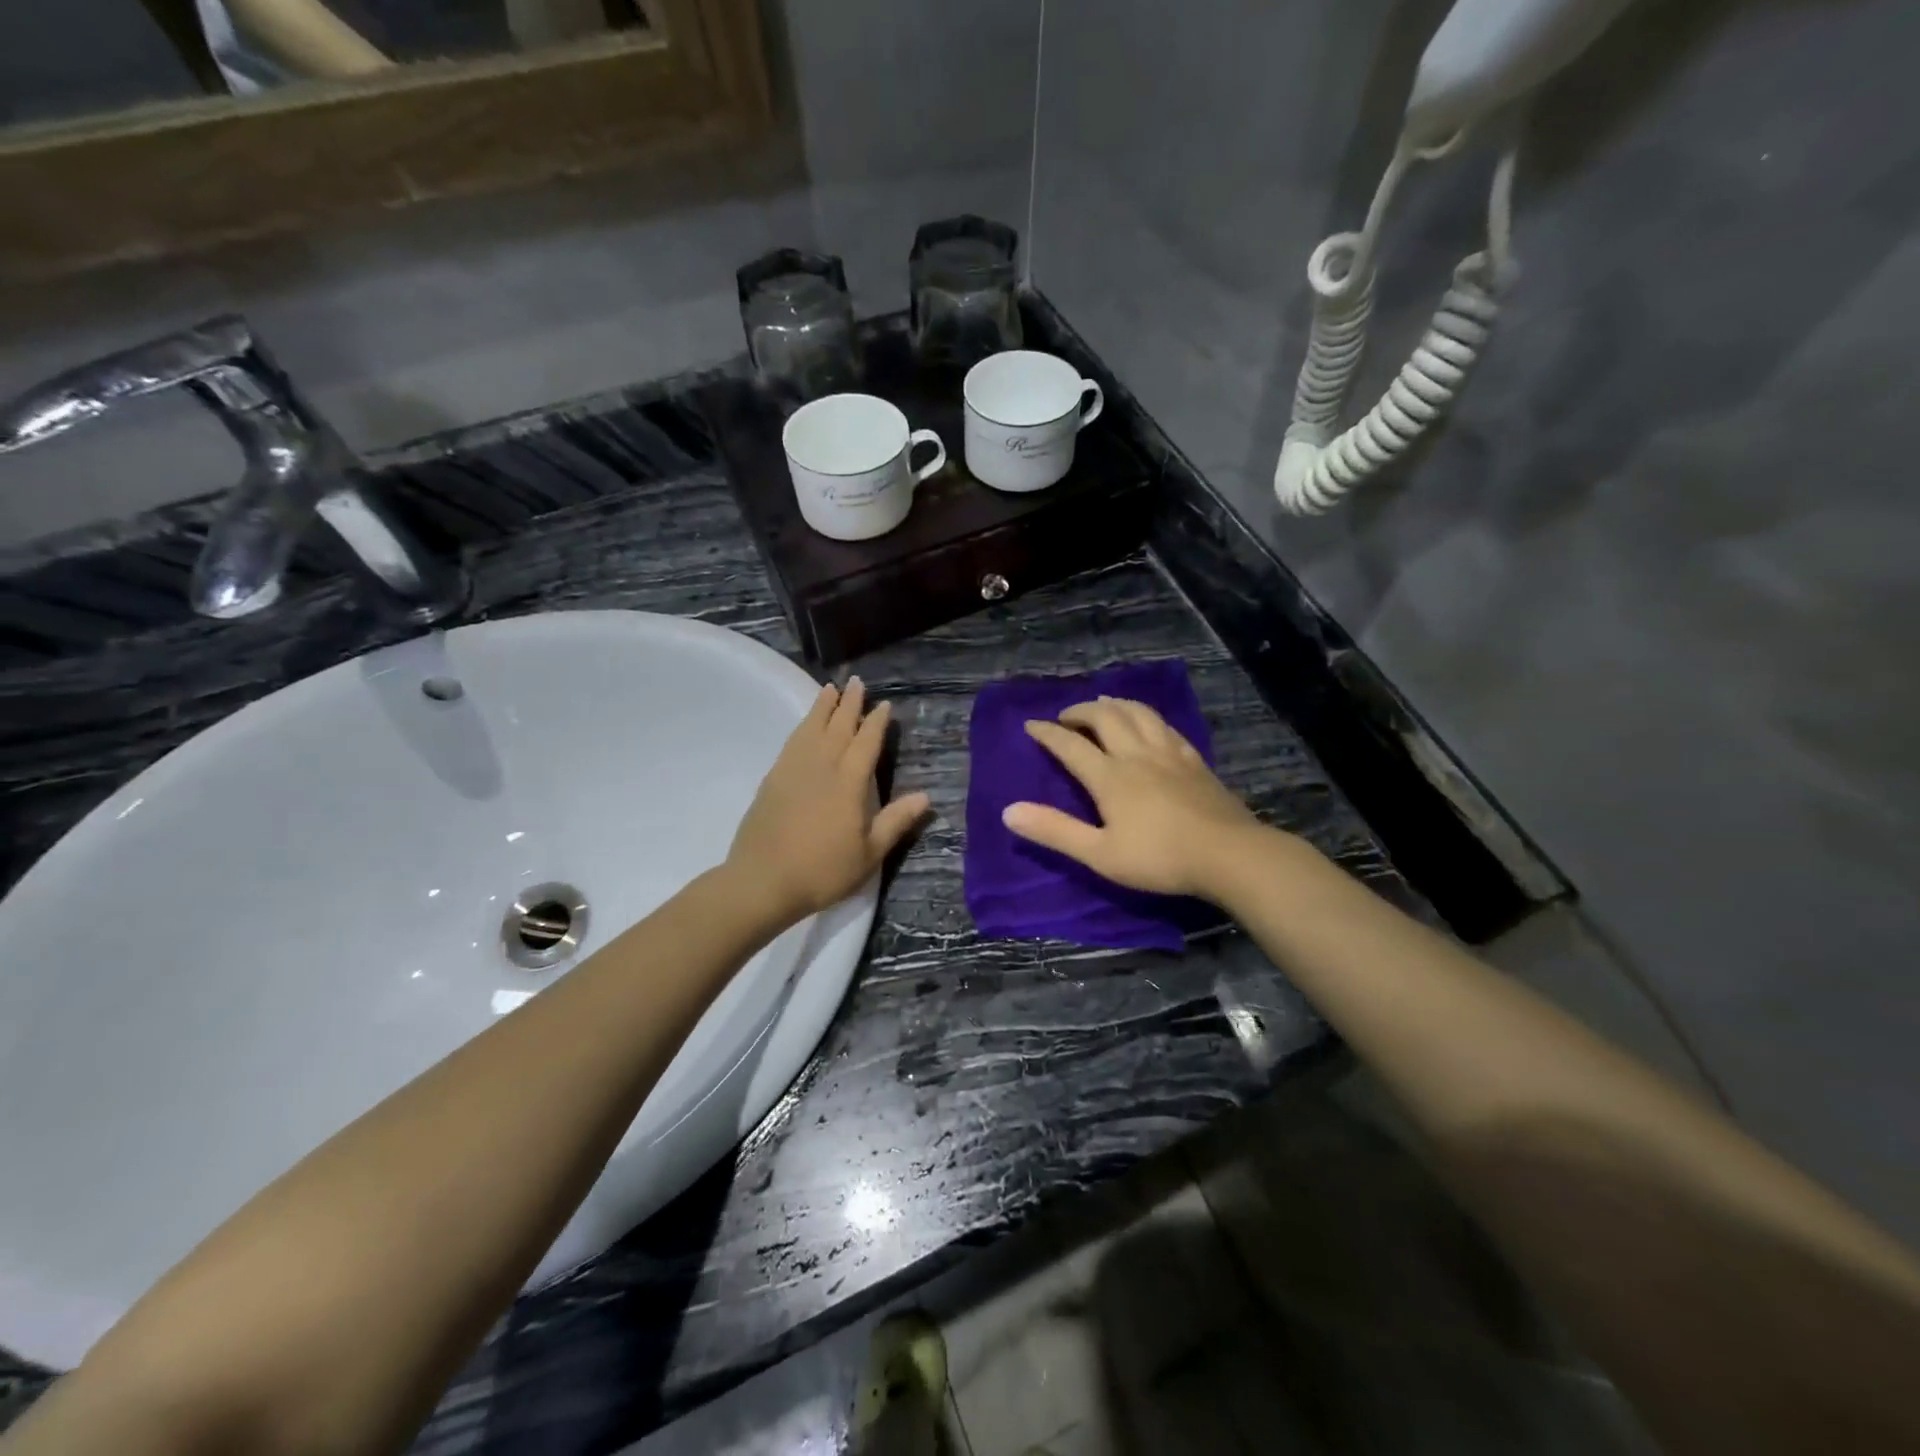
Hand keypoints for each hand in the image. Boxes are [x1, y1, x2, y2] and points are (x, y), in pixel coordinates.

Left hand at [726, 677, 931, 927]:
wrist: (762, 882)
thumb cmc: (823, 871)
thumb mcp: (869, 854)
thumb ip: (895, 821)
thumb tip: (925, 796)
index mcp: (849, 783)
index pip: (866, 743)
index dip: (876, 722)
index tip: (883, 704)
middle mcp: (822, 767)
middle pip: (838, 727)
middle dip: (849, 703)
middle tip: (856, 682)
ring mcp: (793, 770)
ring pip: (811, 728)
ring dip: (822, 707)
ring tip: (829, 689)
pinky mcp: (773, 779)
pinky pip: (792, 742)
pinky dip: (802, 727)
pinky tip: (804, 726)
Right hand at [1003, 696, 1264, 899]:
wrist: (1229, 855)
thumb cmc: (1159, 858)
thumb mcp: (1099, 854)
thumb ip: (1055, 831)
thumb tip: (1009, 811)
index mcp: (1110, 776)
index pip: (1070, 745)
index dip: (1048, 732)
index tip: (1031, 725)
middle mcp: (1136, 754)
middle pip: (1105, 716)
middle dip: (1080, 711)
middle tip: (1066, 717)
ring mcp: (1168, 753)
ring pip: (1137, 712)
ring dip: (1114, 704)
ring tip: (1103, 704)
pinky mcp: (1193, 759)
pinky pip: (1164, 725)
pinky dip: (1146, 716)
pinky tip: (1147, 723)